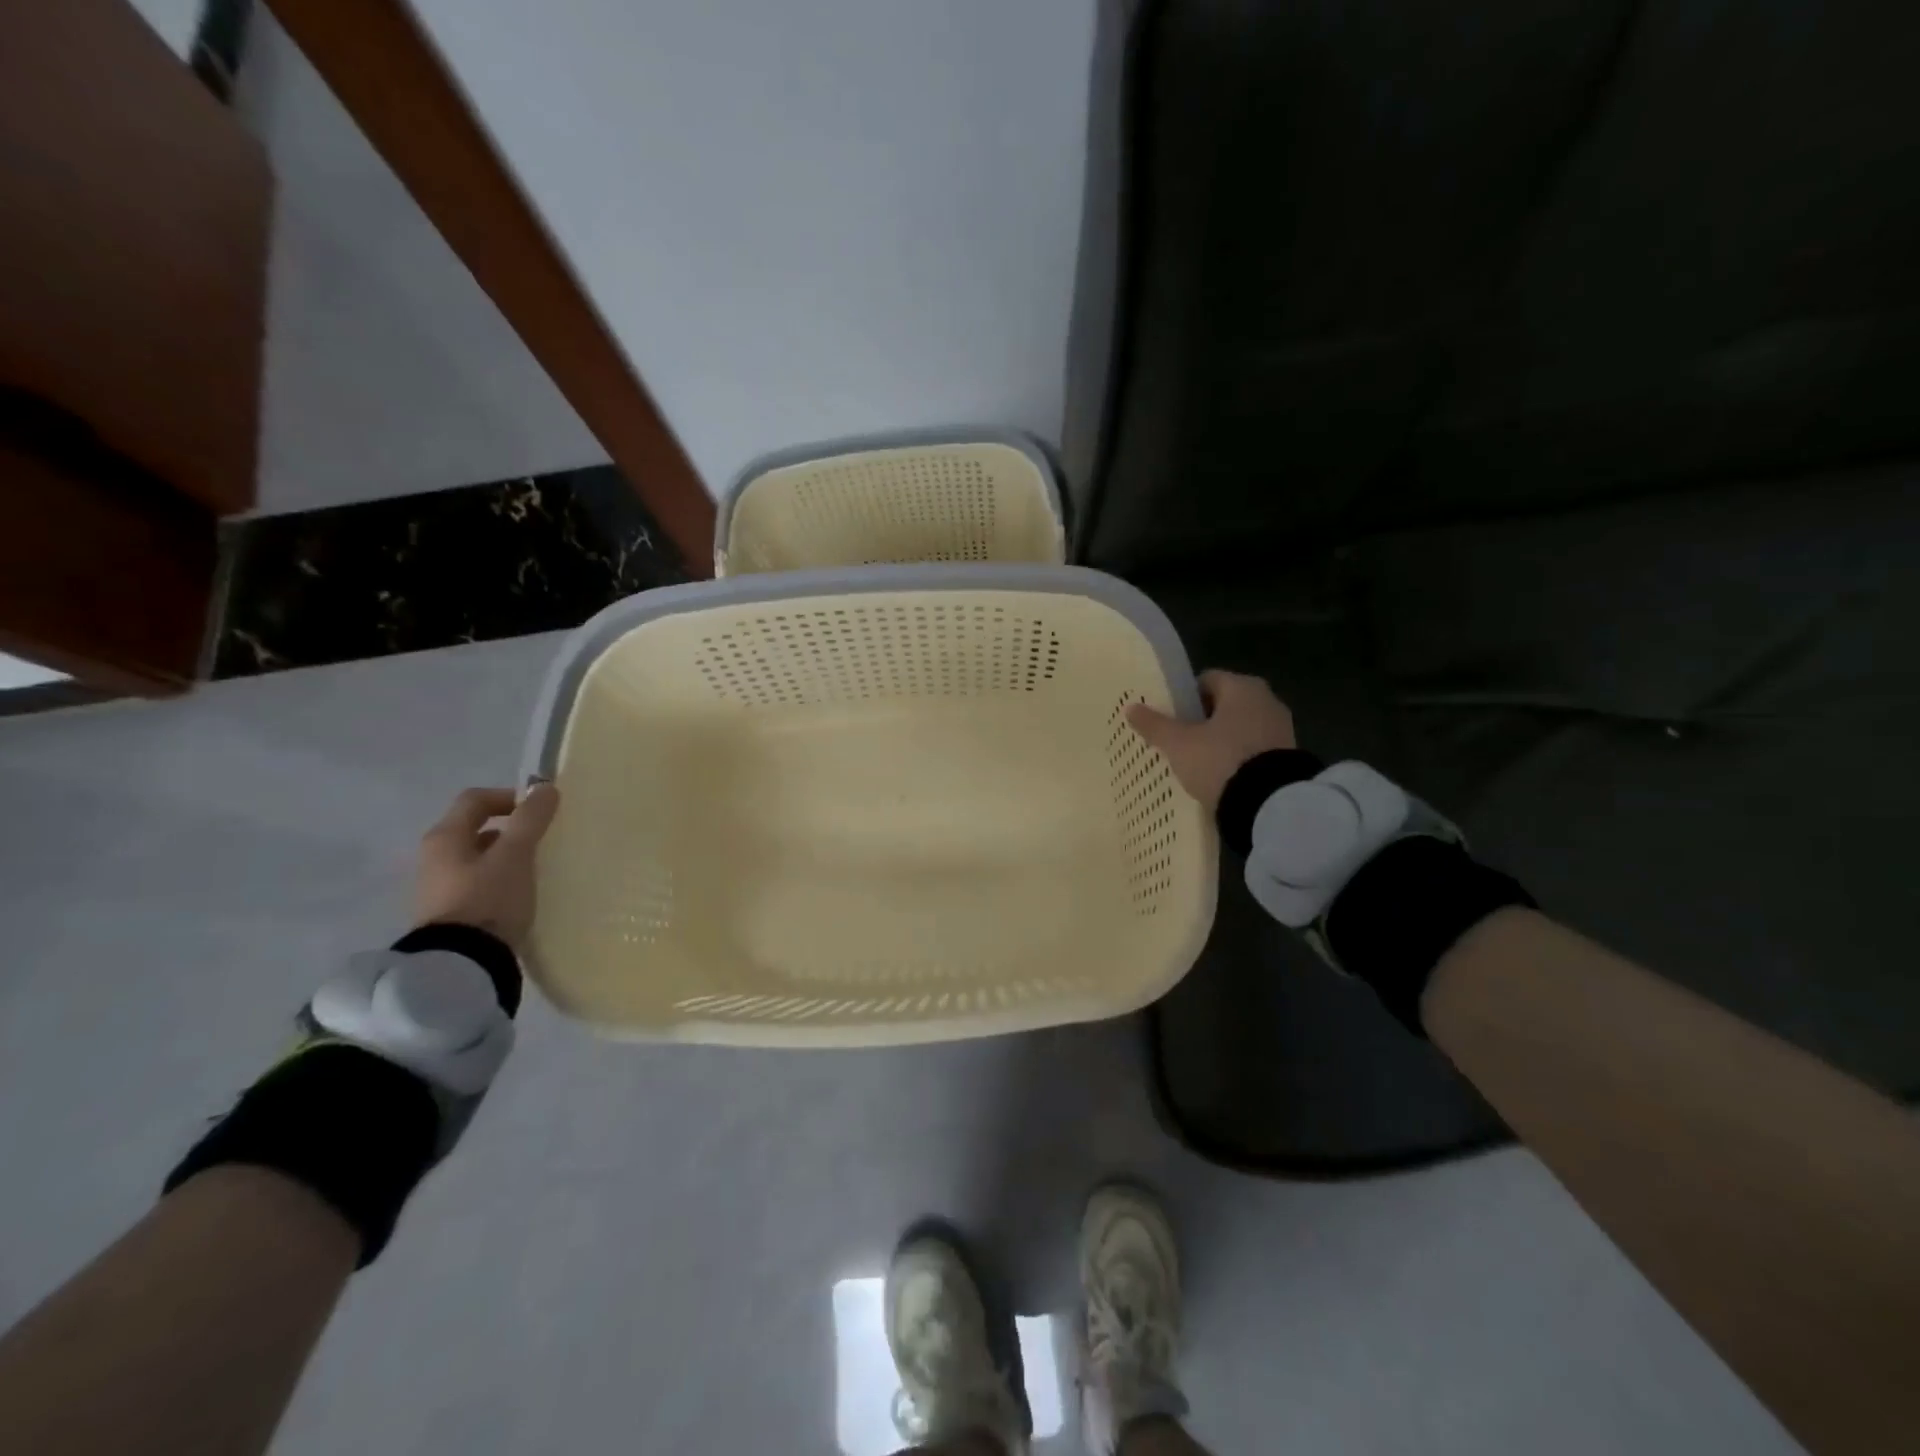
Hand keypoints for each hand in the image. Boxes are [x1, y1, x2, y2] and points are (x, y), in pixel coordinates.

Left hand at [412, 783, 559, 947]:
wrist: (462, 964)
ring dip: (504, 855)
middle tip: (540, 839)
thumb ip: (531, 819)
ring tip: (533, 868)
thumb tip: (545, 787)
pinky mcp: (448, 914)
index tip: (540, 810)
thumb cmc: (489, 898)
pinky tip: (518, 894)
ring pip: (476, 857)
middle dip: (509, 828)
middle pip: (473, 828)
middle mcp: (434, 857)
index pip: (475, 799)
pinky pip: (476, 883)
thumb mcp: (516, 855)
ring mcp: (437, 887)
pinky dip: (498, 879)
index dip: (509, 796)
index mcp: (445, 837)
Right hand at [1126, 670, 1296, 810]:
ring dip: (1219, 740)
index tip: (1168, 717)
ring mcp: (1281, 729)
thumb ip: (1155, 725)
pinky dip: (1236, 758)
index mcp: (1242, 687)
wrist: (1269, 804)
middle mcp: (1266, 700)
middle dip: (1201, 720)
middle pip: (1223, 704)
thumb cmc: (1220, 760)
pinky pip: (1252, 750)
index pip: (1206, 680)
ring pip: (1238, 728)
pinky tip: (1219, 776)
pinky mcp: (1286, 757)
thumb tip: (1131, 708)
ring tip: (1195, 762)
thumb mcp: (1179, 744)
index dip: (1183, 697)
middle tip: (1177, 741)